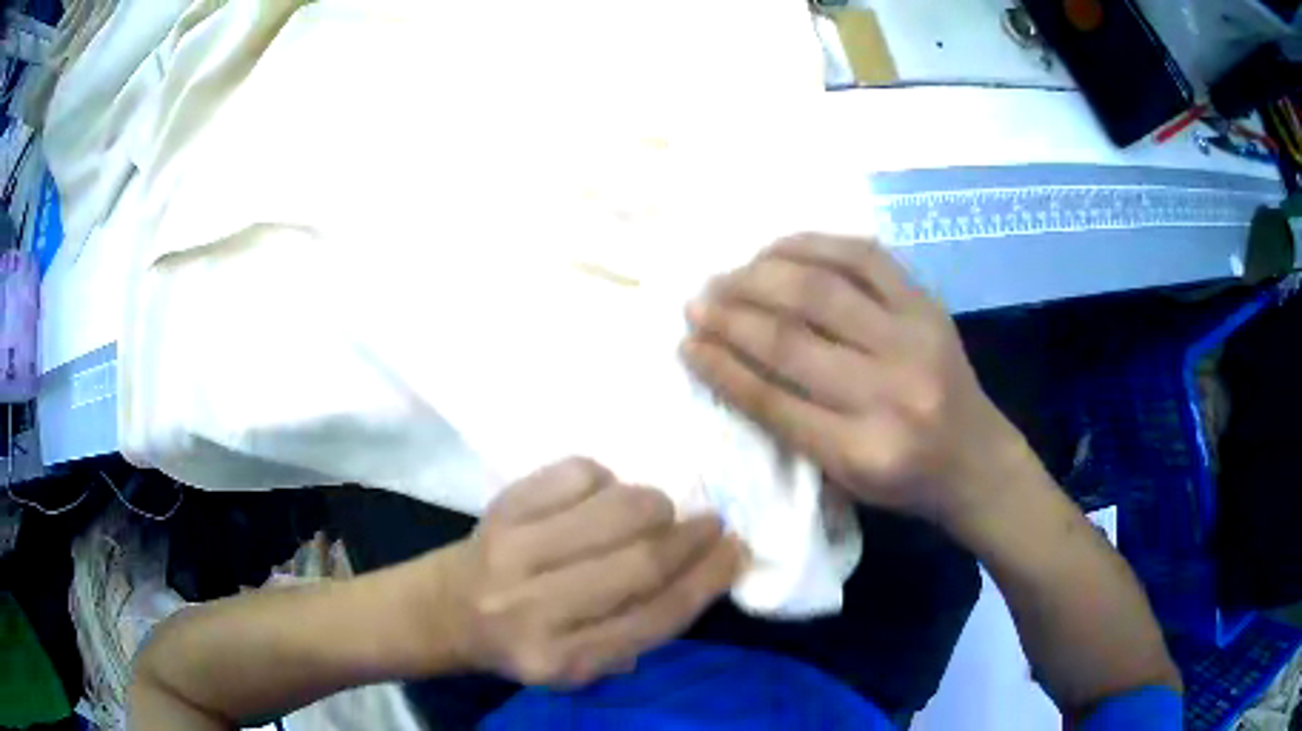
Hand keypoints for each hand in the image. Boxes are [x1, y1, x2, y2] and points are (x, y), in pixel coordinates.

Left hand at [434, 458, 744, 687]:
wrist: (446, 610)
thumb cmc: (524, 642)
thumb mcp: (584, 663)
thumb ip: (641, 628)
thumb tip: (706, 569)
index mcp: (563, 660)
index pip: (654, 617)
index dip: (707, 579)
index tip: (737, 551)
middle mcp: (536, 609)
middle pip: (641, 561)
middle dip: (692, 537)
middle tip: (713, 524)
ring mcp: (514, 551)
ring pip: (617, 508)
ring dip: (654, 506)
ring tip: (655, 515)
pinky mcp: (502, 506)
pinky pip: (579, 472)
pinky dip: (606, 479)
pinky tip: (600, 497)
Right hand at [682, 234, 1024, 527]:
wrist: (977, 458)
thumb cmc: (905, 481)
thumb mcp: (844, 479)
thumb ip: (791, 429)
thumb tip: (732, 365)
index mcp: (862, 451)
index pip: (773, 401)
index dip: (721, 368)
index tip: (686, 345)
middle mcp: (888, 392)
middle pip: (791, 339)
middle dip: (731, 315)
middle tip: (698, 302)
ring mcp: (913, 339)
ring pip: (821, 289)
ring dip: (761, 276)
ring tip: (728, 275)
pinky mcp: (927, 305)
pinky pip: (864, 257)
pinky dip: (813, 245)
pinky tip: (779, 249)